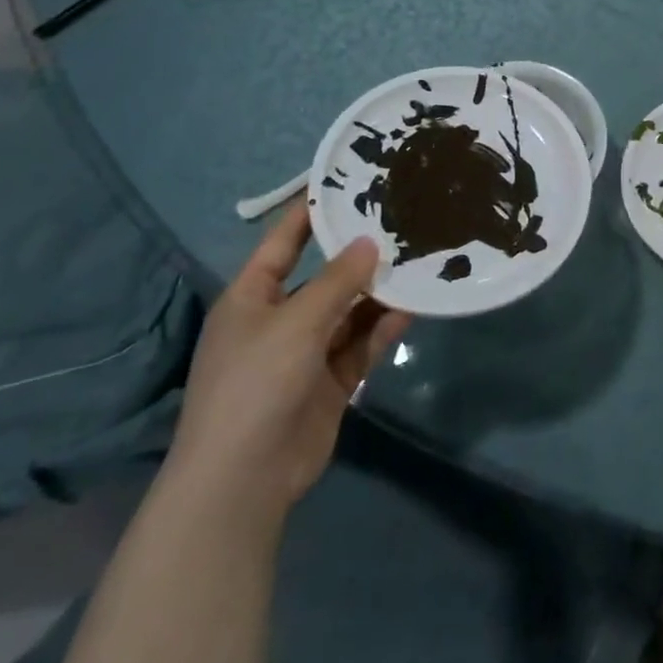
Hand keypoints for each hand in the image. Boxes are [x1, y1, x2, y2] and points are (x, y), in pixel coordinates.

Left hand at [168, 200, 408, 523]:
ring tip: (418, 259)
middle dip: (359, 254)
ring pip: (350, 310)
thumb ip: (338, 281)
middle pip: (325, 276)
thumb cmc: (255, 384)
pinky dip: (384, 327)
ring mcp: (306, 353)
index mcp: (252, 298)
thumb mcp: (296, 323)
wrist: (244, 479)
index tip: (346, 183)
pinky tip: (414, 306)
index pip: (284, 242)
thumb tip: (370, 243)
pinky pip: (361, 344)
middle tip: (402, 221)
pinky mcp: (330, 381)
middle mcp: (279, 319)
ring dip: (378, 292)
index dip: (310, 212)